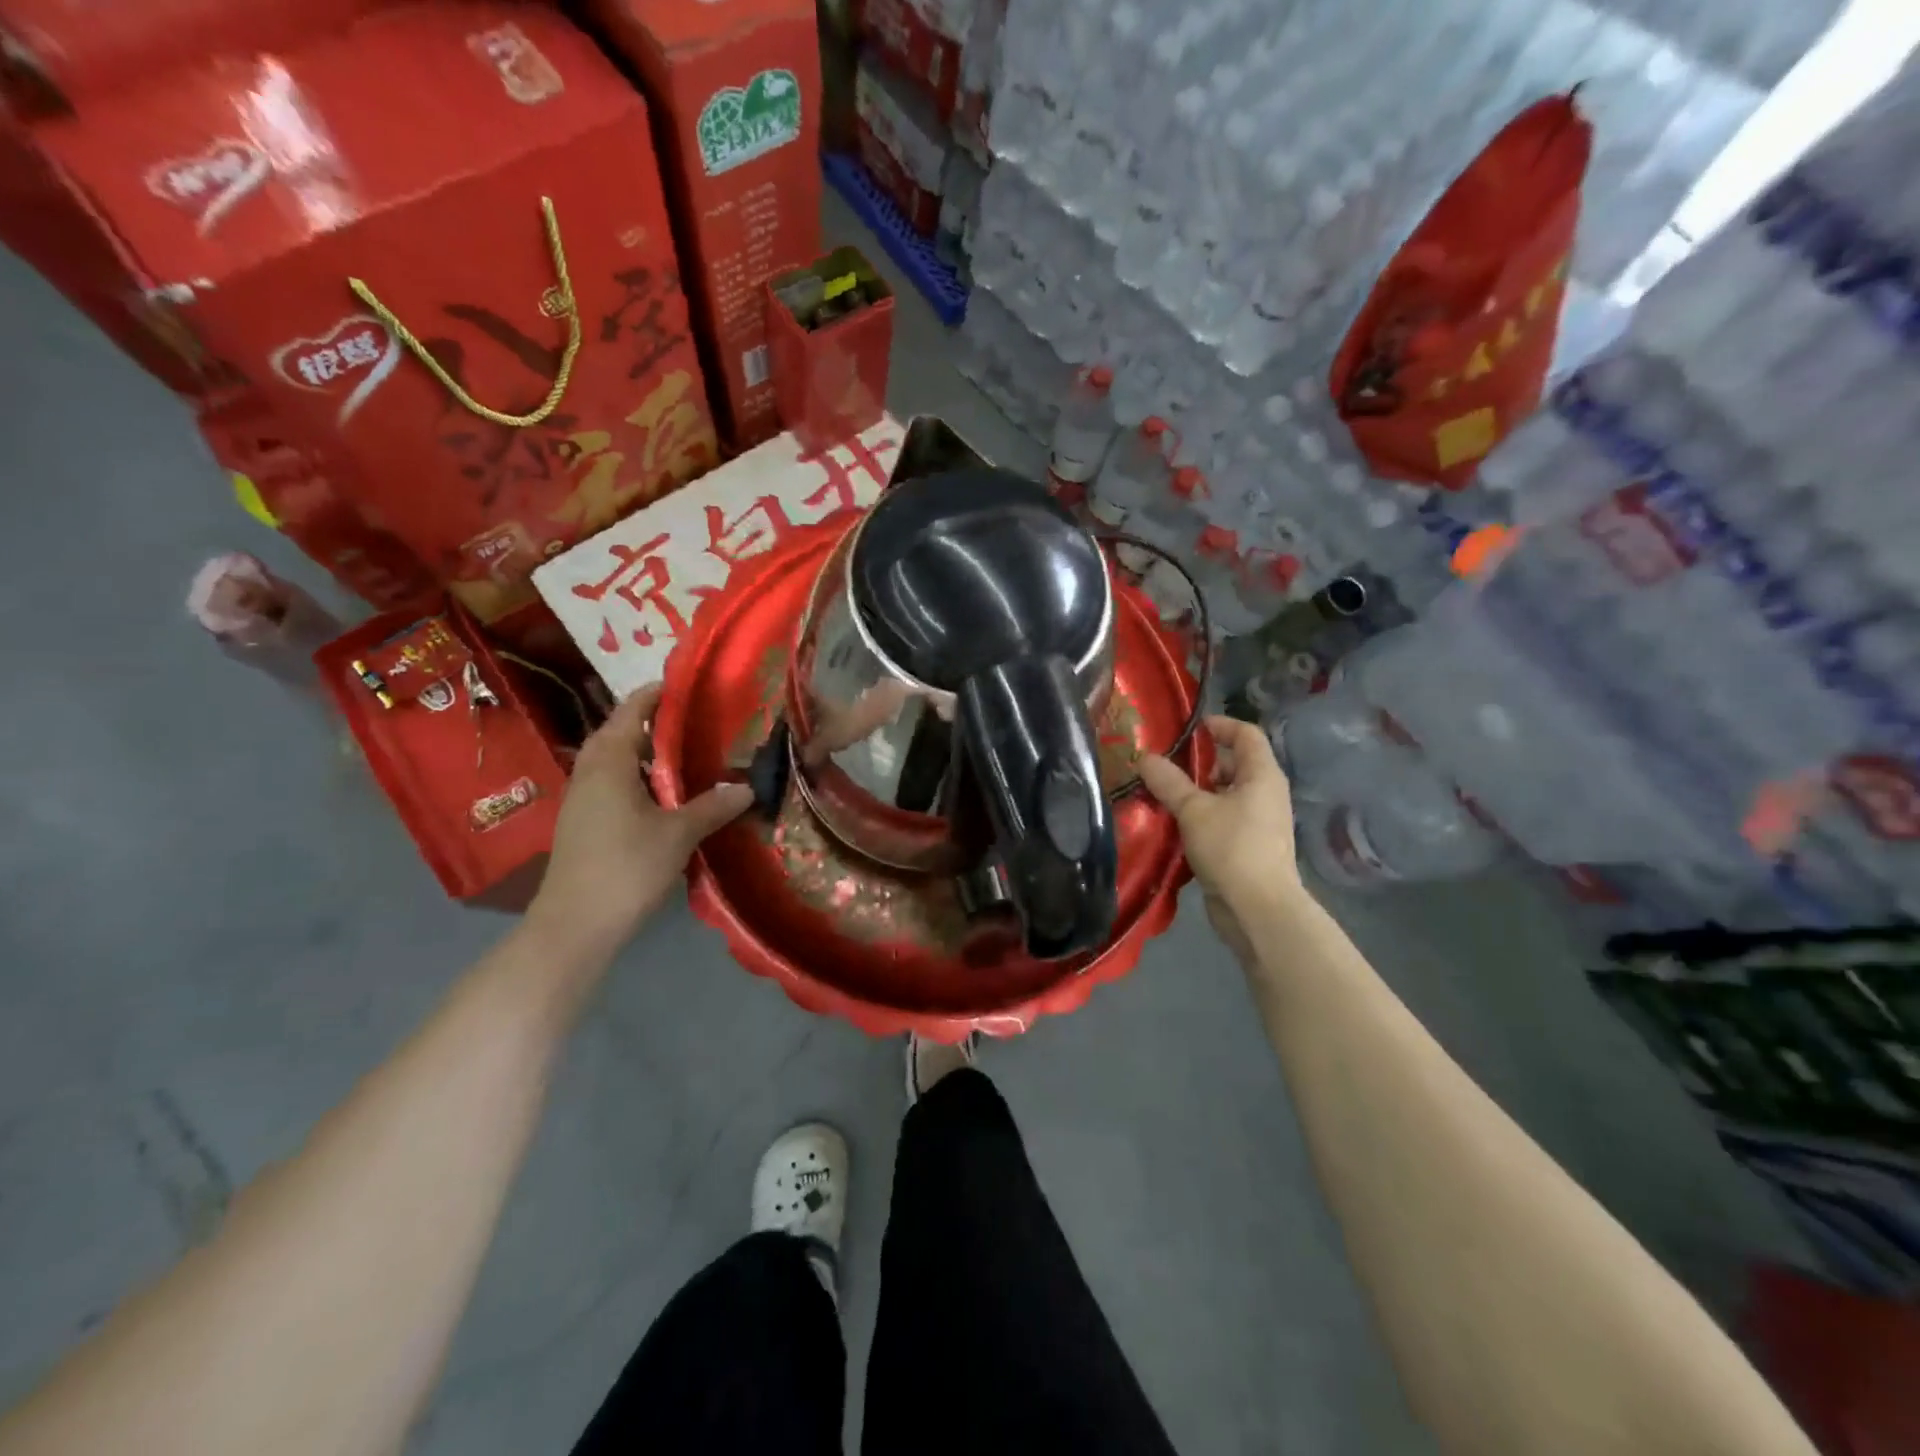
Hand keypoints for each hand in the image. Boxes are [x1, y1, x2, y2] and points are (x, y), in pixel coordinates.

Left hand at [529, 684, 752, 951]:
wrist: (575, 925)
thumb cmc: (626, 867)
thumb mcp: (679, 834)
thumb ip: (713, 805)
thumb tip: (747, 786)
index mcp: (609, 761)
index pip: (632, 710)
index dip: (658, 694)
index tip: (690, 685)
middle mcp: (590, 771)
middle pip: (620, 732)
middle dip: (655, 722)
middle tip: (697, 720)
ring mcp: (583, 798)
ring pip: (616, 760)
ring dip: (646, 752)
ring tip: (688, 753)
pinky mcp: (584, 822)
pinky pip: (613, 783)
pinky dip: (639, 777)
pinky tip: (666, 794)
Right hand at [1138, 716, 1302, 958]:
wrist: (1258, 910)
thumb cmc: (1232, 848)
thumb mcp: (1193, 809)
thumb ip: (1169, 781)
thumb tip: (1145, 756)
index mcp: (1262, 775)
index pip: (1246, 734)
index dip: (1218, 725)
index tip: (1187, 729)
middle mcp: (1265, 793)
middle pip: (1232, 764)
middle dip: (1197, 763)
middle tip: (1162, 764)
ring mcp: (1258, 822)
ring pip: (1223, 795)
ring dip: (1194, 792)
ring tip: (1158, 794)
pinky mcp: (1246, 847)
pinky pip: (1221, 820)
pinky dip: (1198, 817)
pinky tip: (1171, 824)